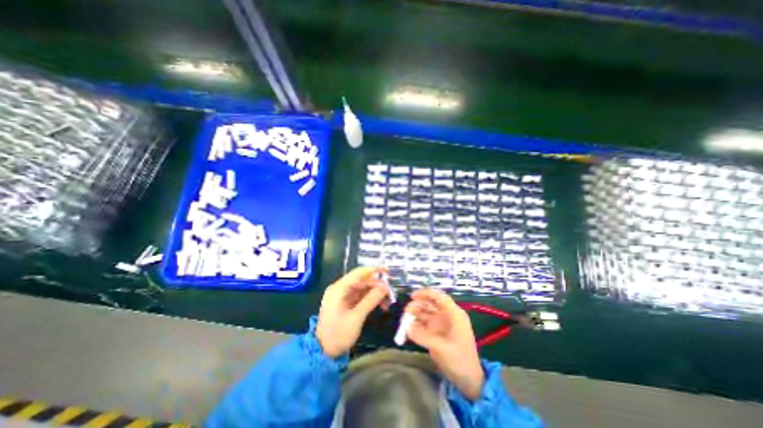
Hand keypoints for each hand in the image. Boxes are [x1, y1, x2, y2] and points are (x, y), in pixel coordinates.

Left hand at [316, 267, 389, 358]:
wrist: (323, 352)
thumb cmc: (338, 334)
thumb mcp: (356, 317)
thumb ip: (371, 300)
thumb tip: (385, 287)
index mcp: (339, 288)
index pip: (358, 273)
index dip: (374, 270)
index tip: (388, 271)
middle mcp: (340, 288)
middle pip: (362, 280)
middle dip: (377, 285)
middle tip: (390, 293)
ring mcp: (342, 295)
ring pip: (363, 288)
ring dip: (375, 293)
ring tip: (388, 301)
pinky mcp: (346, 302)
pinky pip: (361, 296)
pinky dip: (371, 299)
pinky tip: (381, 305)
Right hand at [404, 288, 481, 400]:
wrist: (468, 380)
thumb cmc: (460, 360)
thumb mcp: (442, 348)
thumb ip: (423, 337)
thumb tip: (407, 327)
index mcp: (454, 314)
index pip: (439, 297)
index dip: (426, 293)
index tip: (412, 296)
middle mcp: (447, 316)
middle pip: (431, 303)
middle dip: (418, 305)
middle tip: (406, 311)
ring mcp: (441, 324)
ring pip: (426, 313)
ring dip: (415, 314)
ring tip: (405, 320)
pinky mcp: (436, 332)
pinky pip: (424, 324)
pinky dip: (416, 324)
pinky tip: (408, 329)